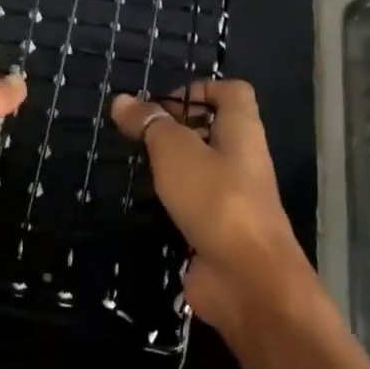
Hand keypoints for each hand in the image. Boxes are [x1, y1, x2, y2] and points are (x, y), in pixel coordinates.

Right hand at [110, 81, 319, 337]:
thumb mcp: (176, 152)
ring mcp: (232, 198)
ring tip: (132, 166)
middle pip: (213, 130)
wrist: (247, 279)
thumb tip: (123, 100)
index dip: (200, 89)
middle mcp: (242, 160)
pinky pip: (193, 205)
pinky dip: (170, 202)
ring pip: (200, 170)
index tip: (160, 104)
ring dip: (169, 167)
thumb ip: (150, 125)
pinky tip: (143, 205)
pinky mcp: (218, 231)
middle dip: (175, 129)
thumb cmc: (216, 200)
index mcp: (242, 131)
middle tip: (135, 135)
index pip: (231, 92)